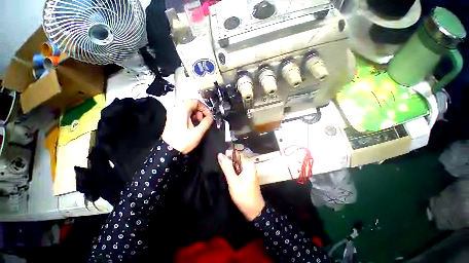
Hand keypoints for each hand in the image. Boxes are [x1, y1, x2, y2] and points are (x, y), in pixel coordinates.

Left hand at [161, 99, 212, 153]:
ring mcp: (172, 113)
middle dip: (200, 111)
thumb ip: (207, 122)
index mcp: (182, 110)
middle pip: (191, 103)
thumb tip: (211, 117)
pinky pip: (183, 112)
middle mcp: (175, 109)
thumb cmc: (182, 142)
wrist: (168, 151)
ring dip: (195, 113)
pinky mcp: (172, 118)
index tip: (208, 115)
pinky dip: (189, 115)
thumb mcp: (198, 132)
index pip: (196, 101)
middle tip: (203, 119)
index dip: (204, 108)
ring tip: (198, 122)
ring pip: (187, 107)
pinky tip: (192, 123)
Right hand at [218, 153, 264, 220]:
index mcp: (248, 164)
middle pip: (237, 158)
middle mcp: (250, 165)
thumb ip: (227, 167)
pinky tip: (230, 176)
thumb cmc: (243, 195)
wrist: (254, 210)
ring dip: (231, 166)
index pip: (238, 153)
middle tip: (222, 168)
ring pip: (237, 164)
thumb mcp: (233, 181)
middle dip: (229, 161)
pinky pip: (239, 169)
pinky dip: (234, 171)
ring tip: (225, 173)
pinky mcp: (248, 176)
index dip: (229, 154)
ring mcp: (249, 171)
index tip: (221, 159)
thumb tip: (220, 154)